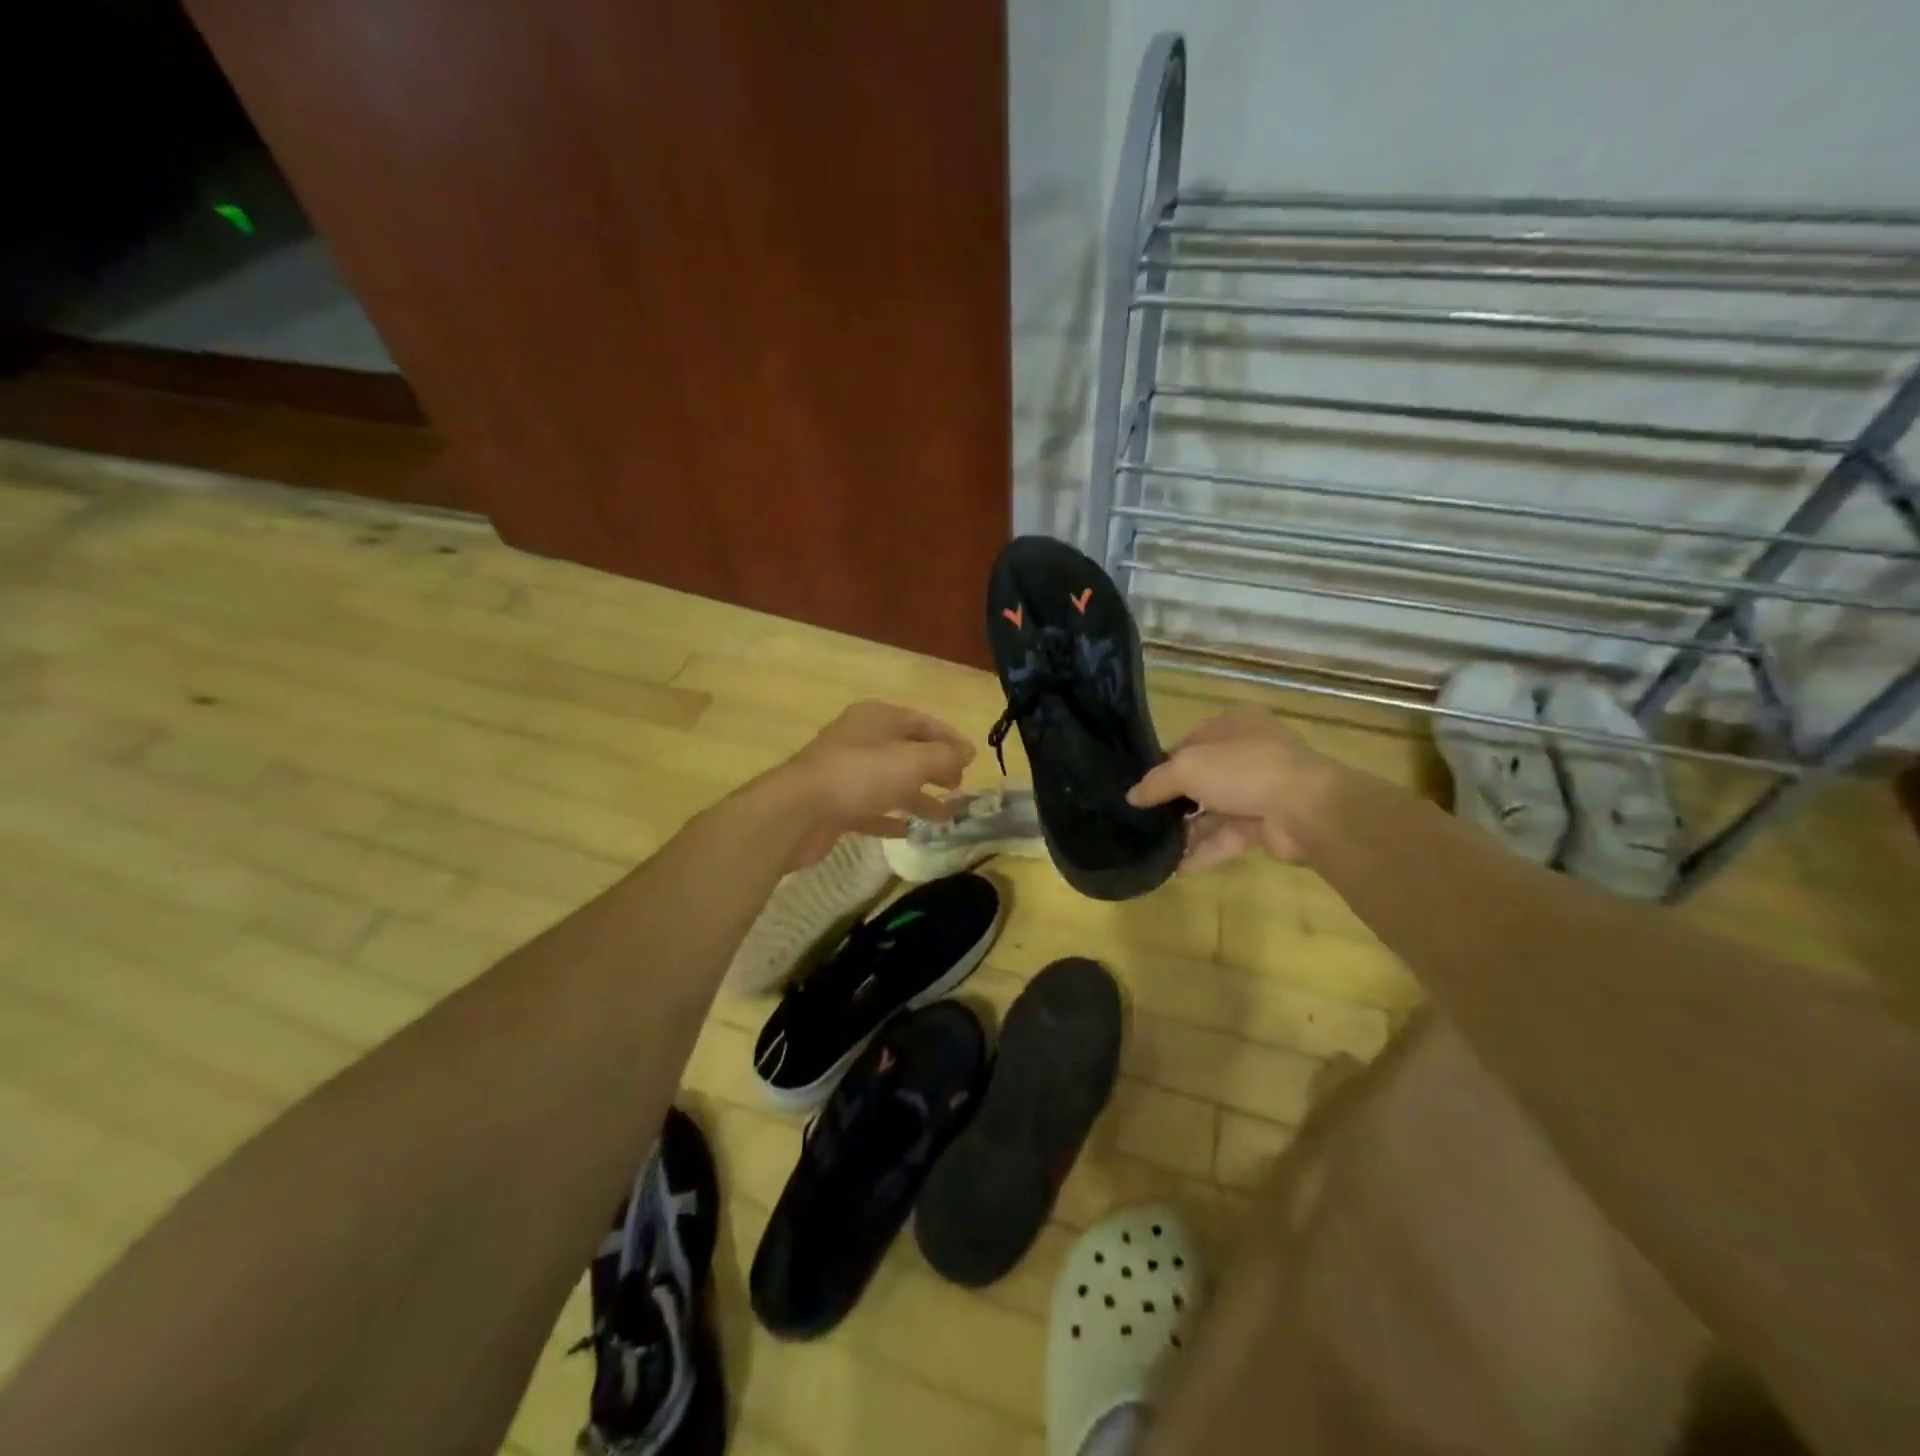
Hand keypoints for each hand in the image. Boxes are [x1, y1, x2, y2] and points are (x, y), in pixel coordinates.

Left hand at [773, 701, 975, 865]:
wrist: (798, 811)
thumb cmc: (861, 774)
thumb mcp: (913, 761)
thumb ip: (945, 756)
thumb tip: (968, 753)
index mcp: (876, 718)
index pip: (921, 722)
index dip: (949, 739)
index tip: (973, 760)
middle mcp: (860, 740)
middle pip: (905, 751)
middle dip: (935, 769)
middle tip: (958, 787)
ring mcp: (844, 773)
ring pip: (890, 782)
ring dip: (918, 798)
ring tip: (945, 816)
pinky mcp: (834, 805)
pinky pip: (870, 809)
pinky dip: (890, 818)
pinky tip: (908, 831)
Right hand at [1127, 707, 1335, 871]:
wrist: (1308, 810)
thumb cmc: (1243, 770)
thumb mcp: (1188, 767)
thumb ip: (1156, 782)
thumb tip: (1132, 797)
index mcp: (1234, 724)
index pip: (1189, 742)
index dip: (1164, 763)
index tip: (1141, 786)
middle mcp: (1248, 753)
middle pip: (1201, 778)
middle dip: (1174, 801)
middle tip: (1142, 819)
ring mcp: (1260, 791)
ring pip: (1213, 811)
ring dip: (1185, 831)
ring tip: (1151, 847)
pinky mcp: (1266, 825)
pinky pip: (1226, 838)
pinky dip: (1202, 852)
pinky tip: (1173, 869)